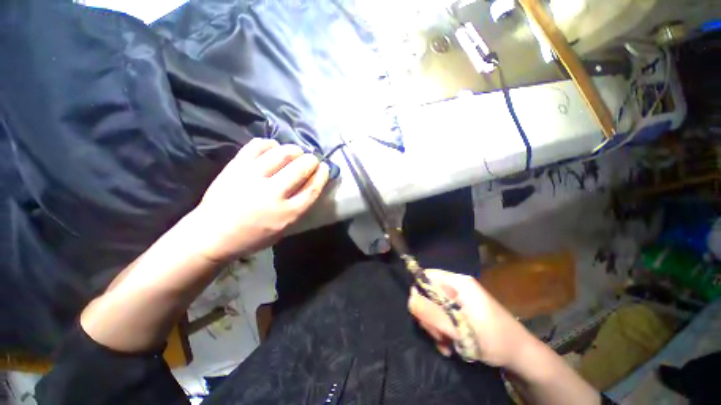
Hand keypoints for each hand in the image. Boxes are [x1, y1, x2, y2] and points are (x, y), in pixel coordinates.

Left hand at [190, 139, 329, 262]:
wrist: (212, 235)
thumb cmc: (252, 237)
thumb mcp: (284, 229)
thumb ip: (299, 207)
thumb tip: (310, 184)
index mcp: (287, 213)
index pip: (312, 188)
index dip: (322, 174)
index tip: (324, 167)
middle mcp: (272, 193)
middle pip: (301, 168)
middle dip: (311, 160)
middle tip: (311, 160)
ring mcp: (253, 177)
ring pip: (282, 154)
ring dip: (294, 150)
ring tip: (295, 153)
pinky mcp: (236, 167)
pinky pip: (258, 146)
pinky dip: (270, 144)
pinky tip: (274, 149)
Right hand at [408, 269, 532, 367]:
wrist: (521, 356)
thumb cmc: (493, 340)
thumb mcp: (459, 329)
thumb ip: (432, 313)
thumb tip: (410, 299)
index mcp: (458, 283)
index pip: (427, 276)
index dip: (419, 291)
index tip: (421, 313)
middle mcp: (457, 287)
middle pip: (429, 294)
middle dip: (430, 316)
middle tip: (438, 335)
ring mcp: (460, 299)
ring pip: (435, 308)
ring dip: (436, 327)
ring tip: (446, 344)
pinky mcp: (463, 311)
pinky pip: (444, 317)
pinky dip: (444, 331)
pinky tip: (450, 345)